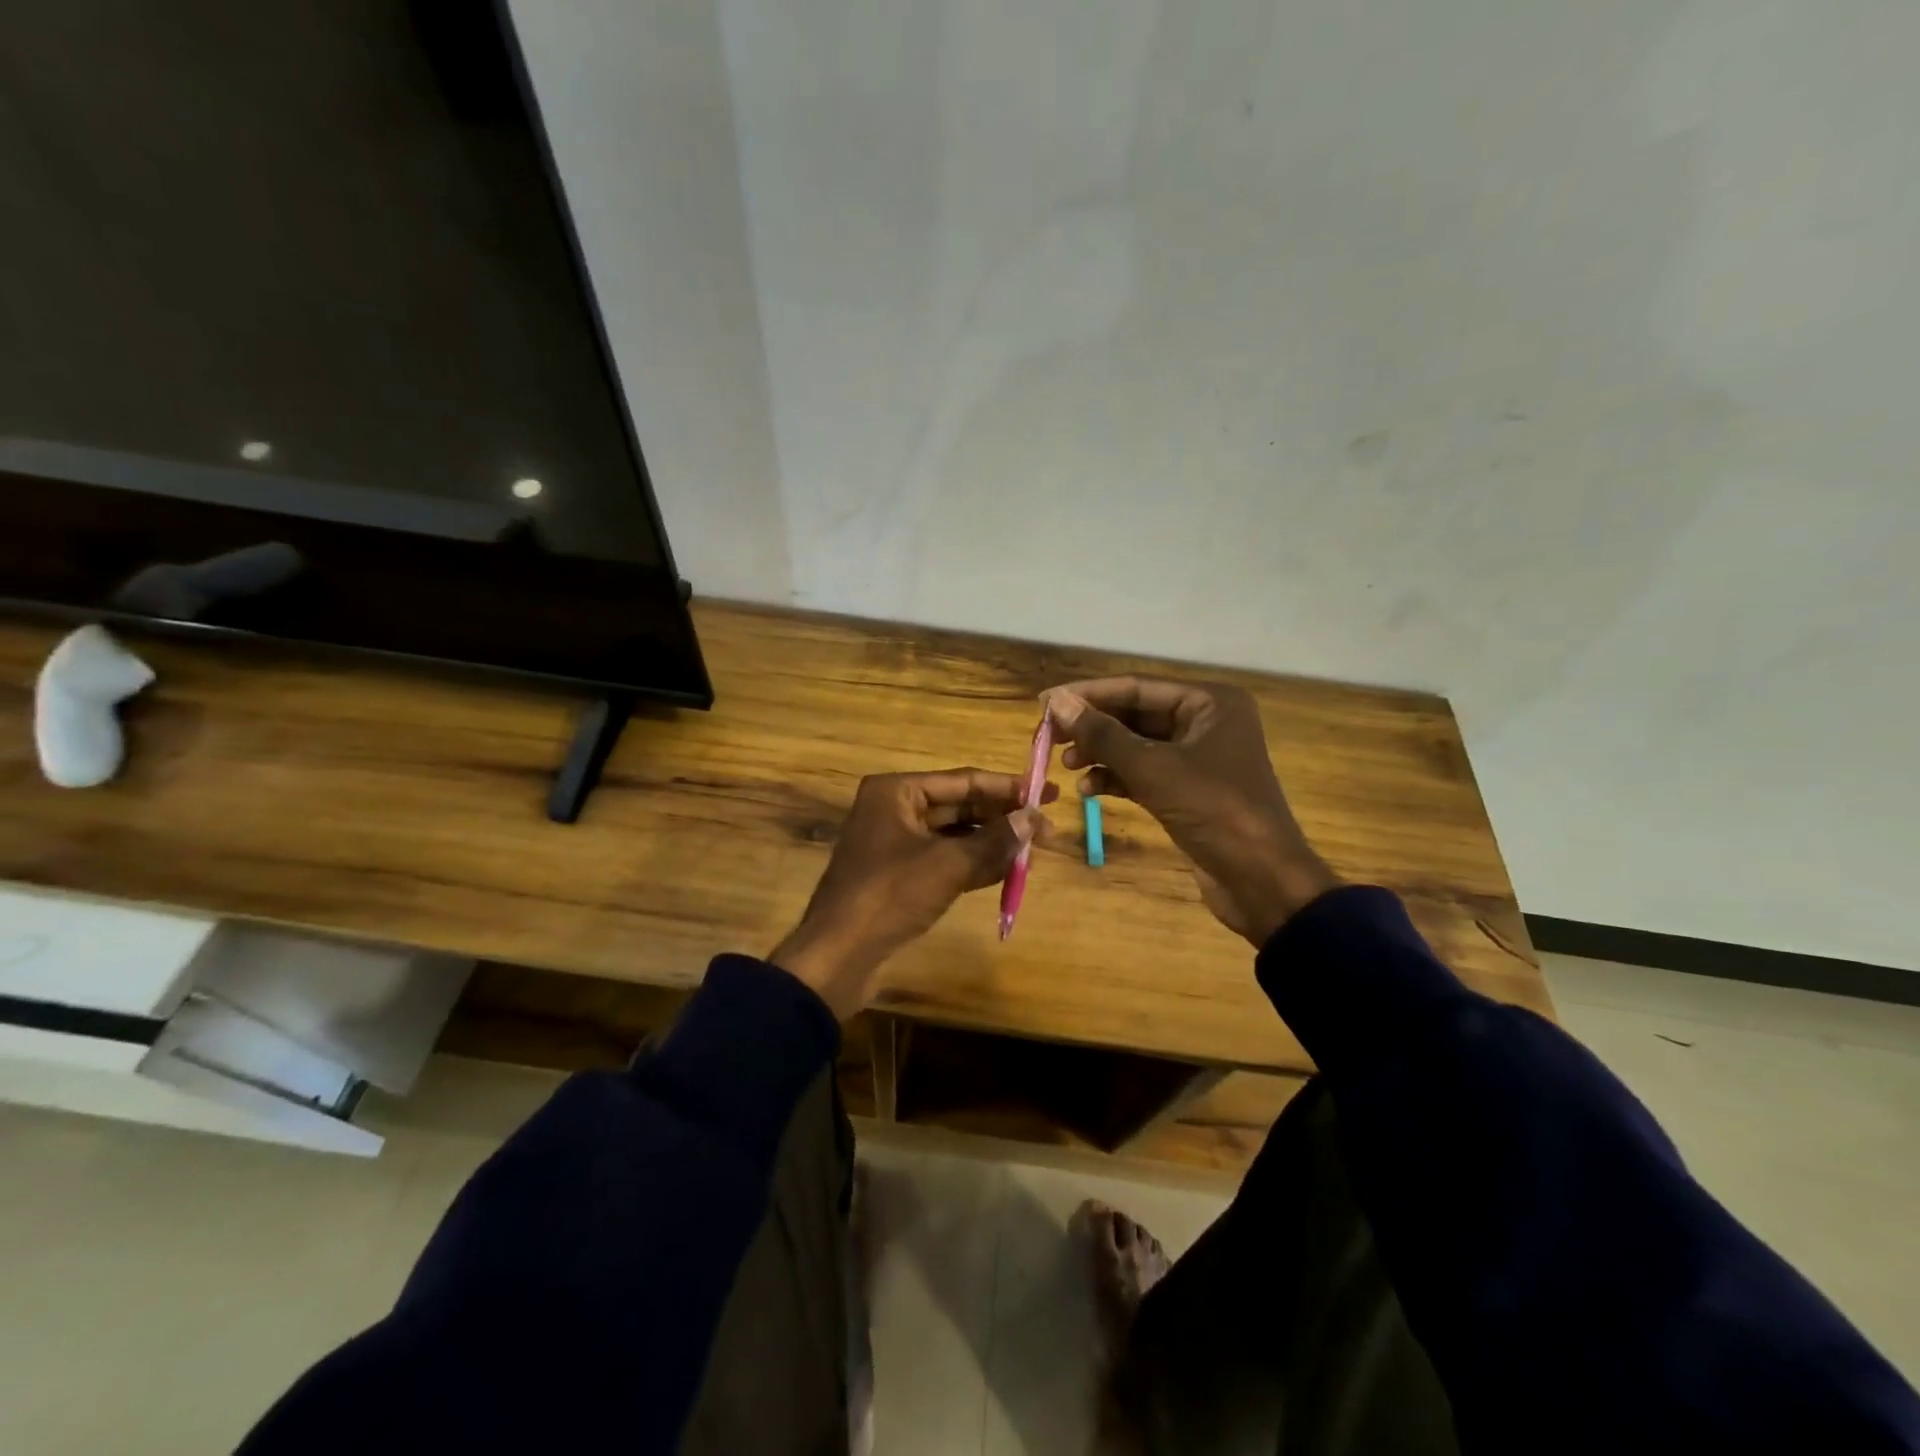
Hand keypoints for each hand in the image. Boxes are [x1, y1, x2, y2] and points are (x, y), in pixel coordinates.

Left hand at [771, 768, 1056, 1017]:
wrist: (837, 955)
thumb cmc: (890, 895)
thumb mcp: (948, 865)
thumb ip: (994, 840)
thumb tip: (1034, 819)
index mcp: (897, 791)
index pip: (963, 780)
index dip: (1007, 787)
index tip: (1045, 791)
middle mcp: (893, 809)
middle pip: (959, 806)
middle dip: (1002, 817)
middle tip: (1046, 825)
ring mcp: (894, 843)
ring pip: (953, 835)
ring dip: (991, 842)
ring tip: (1034, 847)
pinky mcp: (897, 875)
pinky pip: (943, 859)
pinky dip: (973, 863)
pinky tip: (1007, 870)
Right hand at [1042, 677, 1338, 944]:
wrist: (1262, 881)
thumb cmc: (1214, 810)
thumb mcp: (1154, 769)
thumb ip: (1103, 734)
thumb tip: (1056, 702)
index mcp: (1209, 702)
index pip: (1137, 687)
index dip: (1088, 694)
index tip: (1044, 703)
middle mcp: (1205, 722)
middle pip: (1134, 714)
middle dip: (1092, 727)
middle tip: (1048, 739)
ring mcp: (1197, 758)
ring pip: (1136, 746)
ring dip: (1100, 754)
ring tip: (1066, 766)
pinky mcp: (1188, 791)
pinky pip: (1143, 773)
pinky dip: (1115, 778)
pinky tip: (1088, 790)